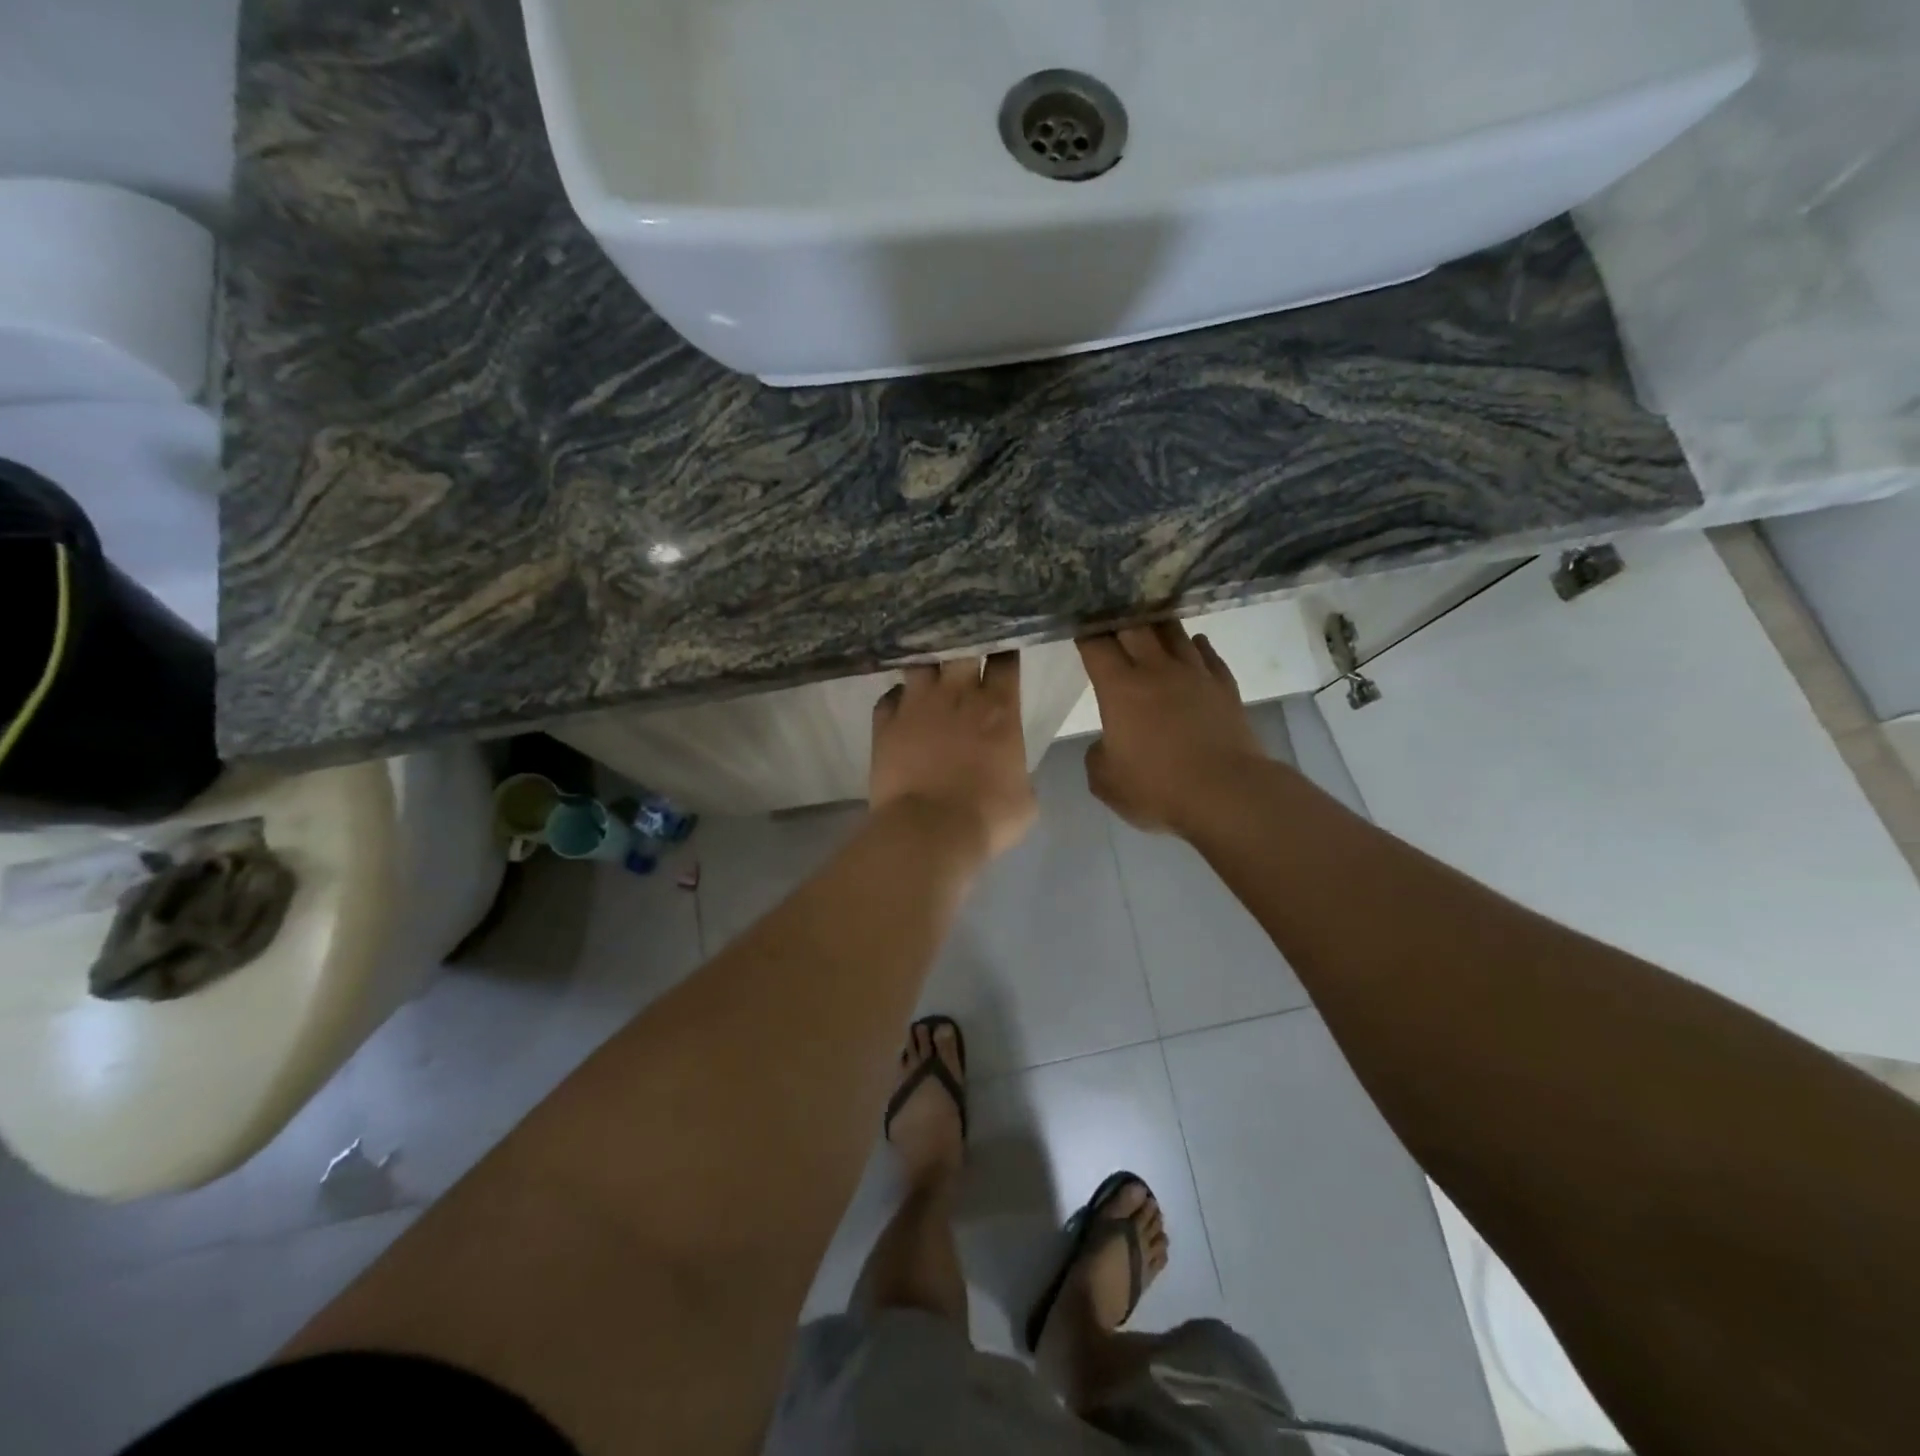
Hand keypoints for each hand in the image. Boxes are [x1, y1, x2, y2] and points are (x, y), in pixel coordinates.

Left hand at [871, 654, 1036, 862]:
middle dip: (962, 643)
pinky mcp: (885, 723)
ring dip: (926, 666)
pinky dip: (895, 698)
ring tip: (928, 671)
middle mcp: (958, 695)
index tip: (1001, 648)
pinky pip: (888, 697)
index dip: (1002, 650)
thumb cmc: (987, 817)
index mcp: (999, 709)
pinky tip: (899, 706)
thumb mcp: (1024, 799)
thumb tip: (1011, 771)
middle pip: (959, 648)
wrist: (929, 831)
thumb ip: (1018, 772)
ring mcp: (916, 705)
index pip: (1004, 660)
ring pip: (919, 663)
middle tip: (962, 651)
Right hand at [1077, 623, 1267, 836]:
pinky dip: (1196, 645)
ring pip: (1174, 632)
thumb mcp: (1106, 781)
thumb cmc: (1158, 788)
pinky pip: (1208, 654)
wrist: (1226, 793)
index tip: (1079, 629)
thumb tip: (1108, 743)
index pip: (1096, 646)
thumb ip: (1097, 755)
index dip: (1085, 634)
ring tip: (1149, 622)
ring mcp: (1195, 674)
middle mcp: (1156, 670)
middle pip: (1135, 627)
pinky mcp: (1225, 687)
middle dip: (1119, 619)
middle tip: (1111, 618)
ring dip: (1158, 625)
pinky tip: (1193, 643)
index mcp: (1120, 688)